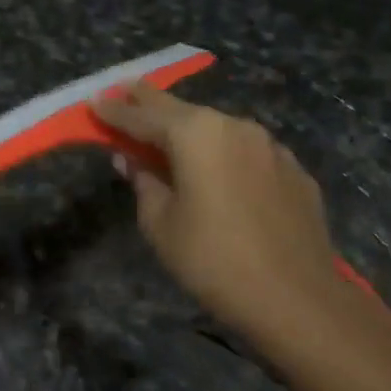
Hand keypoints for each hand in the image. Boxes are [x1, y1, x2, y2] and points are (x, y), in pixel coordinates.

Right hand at [93, 85, 355, 355]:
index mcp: (195, 135)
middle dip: (148, 101)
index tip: (93, 101)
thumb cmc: (212, 260)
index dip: (113, 110)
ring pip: (216, 127)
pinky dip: (222, 152)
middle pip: (180, 109)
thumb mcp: (160, 223)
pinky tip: (215, 167)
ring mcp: (269, 146)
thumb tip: (131, 160)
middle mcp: (233, 126)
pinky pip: (245, 151)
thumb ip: (143, 182)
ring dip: (188, 127)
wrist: (298, 300)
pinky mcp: (293, 170)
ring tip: (166, 132)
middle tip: (123, 90)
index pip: (142, 116)